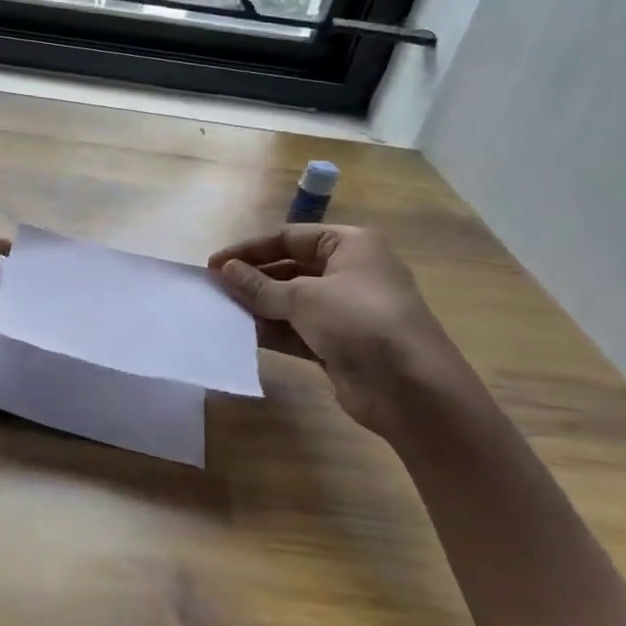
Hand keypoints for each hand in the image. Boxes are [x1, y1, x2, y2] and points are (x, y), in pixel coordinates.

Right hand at [209, 225, 459, 434]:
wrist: (411, 388)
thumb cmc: (359, 322)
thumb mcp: (304, 297)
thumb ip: (260, 286)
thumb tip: (225, 270)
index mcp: (349, 245)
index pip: (289, 238)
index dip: (249, 249)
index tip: (214, 264)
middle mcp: (349, 272)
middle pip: (289, 268)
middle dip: (252, 278)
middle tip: (214, 289)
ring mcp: (345, 310)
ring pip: (291, 301)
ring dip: (258, 306)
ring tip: (220, 311)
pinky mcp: (339, 344)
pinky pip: (297, 330)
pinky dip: (272, 331)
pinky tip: (241, 334)